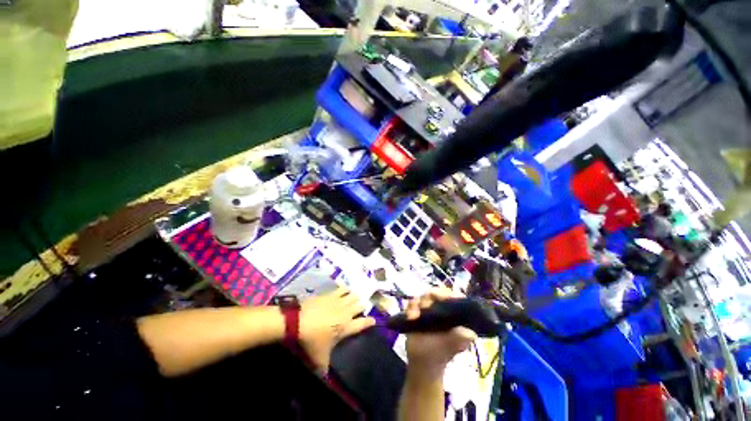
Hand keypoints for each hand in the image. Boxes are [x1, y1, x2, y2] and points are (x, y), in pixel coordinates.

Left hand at [299, 287, 374, 372]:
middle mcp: (346, 312)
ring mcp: (338, 301)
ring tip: (353, 300)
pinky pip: (342, 289)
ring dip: (355, 298)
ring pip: (353, 295)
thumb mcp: (319, 358)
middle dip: (361, 307)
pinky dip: (345, 290)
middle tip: (359, 310)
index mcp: (346, 326)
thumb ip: (325, 368)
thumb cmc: (311, 340)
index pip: (363, 323)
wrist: (298, 321)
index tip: (374, 320)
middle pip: (360, 306)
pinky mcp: (330, 294)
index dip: (370, 322)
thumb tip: (325, 378)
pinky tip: (344, 290)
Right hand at [405, 288, 476, 377]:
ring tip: (414, 316)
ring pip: (423, 296)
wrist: (421, 363)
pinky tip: (410, 317)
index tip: (441, 298)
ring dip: (418, 303)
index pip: (453, 296)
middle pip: (437, 292)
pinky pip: (412, 302)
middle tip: (425, 306)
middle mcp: (441, 308)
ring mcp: (428, 309)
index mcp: (454, 313)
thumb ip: (463, 337)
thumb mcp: (454, 345)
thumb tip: (472, 333)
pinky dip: (410, 307)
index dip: (448, 294)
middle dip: (430, 297)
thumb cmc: (441, 354)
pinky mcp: (416, 311)